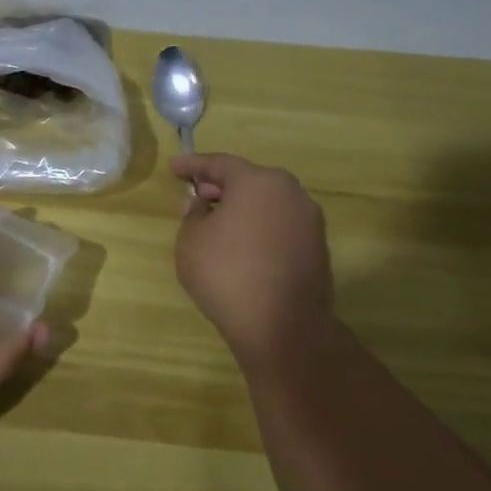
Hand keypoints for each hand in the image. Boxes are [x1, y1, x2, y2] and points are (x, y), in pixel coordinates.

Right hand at [171, 153, 335, 364]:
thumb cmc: (227, 273)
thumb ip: (193, 214)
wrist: (283, 327)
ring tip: (217, 219)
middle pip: (249, 179)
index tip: (173, 167)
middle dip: (220, 184)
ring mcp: (309, 220)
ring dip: (242, 205)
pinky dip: (258, 225)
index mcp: (258, 182)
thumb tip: (201, 204)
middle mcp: (290, 193)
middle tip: (197, 193)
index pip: (220, 164)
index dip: (193, 164)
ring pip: (268, 202)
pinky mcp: (317, 247)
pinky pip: (280, 224)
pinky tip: (241, 242)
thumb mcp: (191, 240)